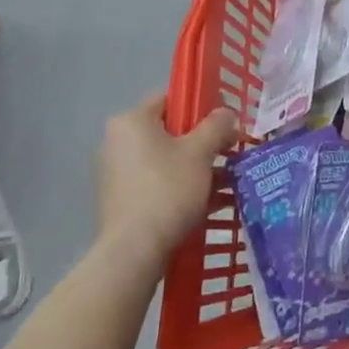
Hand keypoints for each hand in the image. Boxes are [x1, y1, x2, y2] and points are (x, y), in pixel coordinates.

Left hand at [96, 92, 238, 264]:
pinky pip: (159, 182)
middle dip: (204, 142)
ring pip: (167, 160)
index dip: (202, 106)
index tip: (225, 123)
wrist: (136, 249)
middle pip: (171, 131)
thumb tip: (226, 114)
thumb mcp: (201, 152)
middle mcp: (117, 142)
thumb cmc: (168, 189)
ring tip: (229, 181)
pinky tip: (212, 202)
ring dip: (198, 167)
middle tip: (231, 152)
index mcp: (131, 121)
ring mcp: (117, 173)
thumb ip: (217, 126)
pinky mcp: (122, 199)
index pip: (171, 99)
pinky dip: (183, 187)